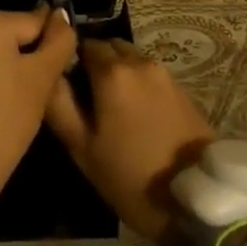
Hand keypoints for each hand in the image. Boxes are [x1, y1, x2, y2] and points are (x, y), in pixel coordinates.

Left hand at [0, 4, 77, 198]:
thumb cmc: (3, 121)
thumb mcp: (41, 80)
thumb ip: (59, 41)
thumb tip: (61, 15)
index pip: (32, 23)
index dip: (47, 48)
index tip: (50, 73)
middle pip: (4, 32)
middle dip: (18, 54)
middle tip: (28, 89)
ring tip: (6, 96)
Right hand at [44, 39, 214, 245]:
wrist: (197, 201)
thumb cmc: (131, 176)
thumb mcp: (83, 149)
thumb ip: (59, 104)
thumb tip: (49, 74)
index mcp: (112, 71)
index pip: (82, 44)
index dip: (71, 61)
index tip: (68, 87)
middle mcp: (139, 61)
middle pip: (109, 47)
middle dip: (96, 63)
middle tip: (89, 99)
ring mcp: (164, 74)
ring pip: (131, 59)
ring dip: (119, 73)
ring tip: (114, 110)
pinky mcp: (183, 89)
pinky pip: (150, 75)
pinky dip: (139, 85)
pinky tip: (138, 116)